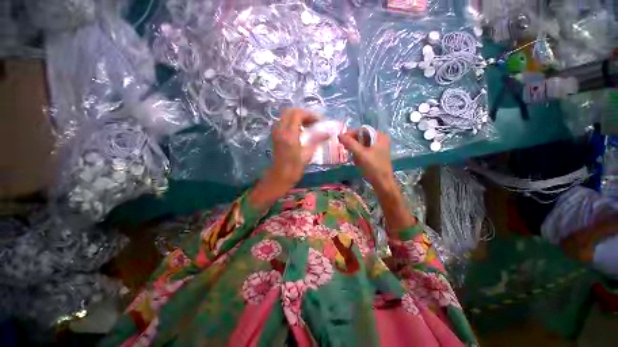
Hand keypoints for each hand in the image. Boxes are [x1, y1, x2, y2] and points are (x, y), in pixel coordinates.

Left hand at [266, 108, 327, 188]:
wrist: (281, 176)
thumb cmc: (295, 167)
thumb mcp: (308, 154)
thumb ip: (317, 140)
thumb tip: (328, 133)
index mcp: (289, 135)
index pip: (297, 114)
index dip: (309, 114)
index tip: (318, 120)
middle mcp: (280, 130)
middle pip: (290, 111)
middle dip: (303, 113)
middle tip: (313, 121)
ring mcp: (276, 132)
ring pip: (285, 116)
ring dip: (297, 117)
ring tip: (308, 125)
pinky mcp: (275, 135)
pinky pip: (283, 122)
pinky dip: (292, 122)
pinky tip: (300, 130)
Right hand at [338, 130, 395, 191]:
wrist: (382, 183)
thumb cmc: (373, 167)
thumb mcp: (360, 154)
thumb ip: (350, 143)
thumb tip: (339, 135)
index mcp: (380, 136)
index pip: (362, 130)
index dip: (351, 133)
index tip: (341, 139)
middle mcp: (380, 139)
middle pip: (362, 136)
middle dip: (352, 142)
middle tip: (344, 147)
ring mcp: (378, 147)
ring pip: (362, 143)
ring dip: (354, 148)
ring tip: (349, 154)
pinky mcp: (375, 155)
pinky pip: (364, 150)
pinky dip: (358, 153)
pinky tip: (355, 159)